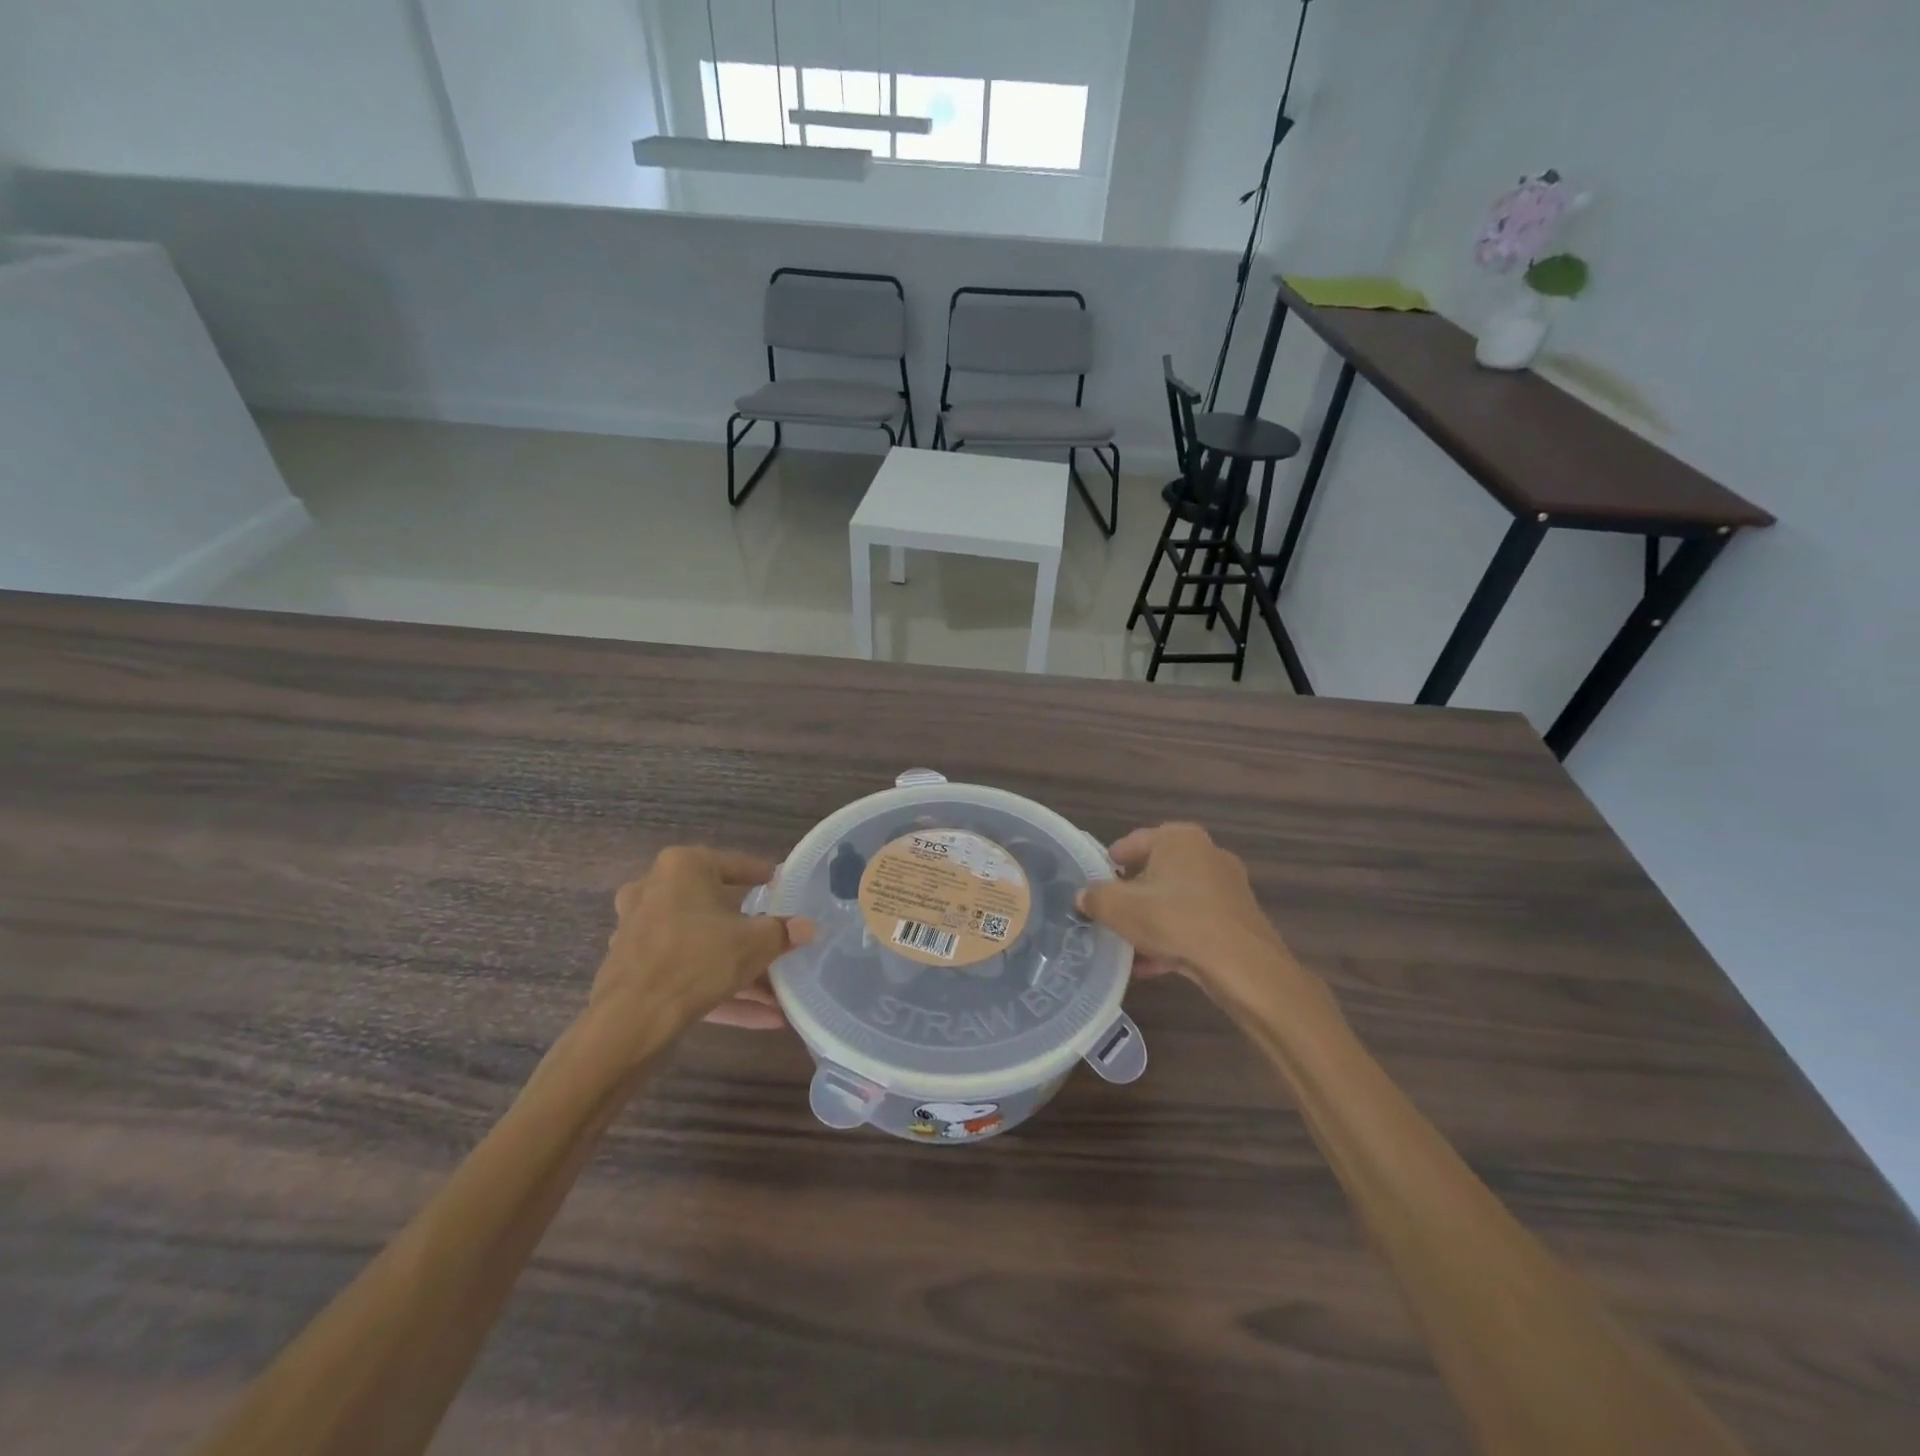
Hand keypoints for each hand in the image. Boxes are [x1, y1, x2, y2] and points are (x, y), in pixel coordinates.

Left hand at [593, 847, 812, 1051]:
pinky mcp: (635, 971)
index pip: (736, 865)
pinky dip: (720, 989)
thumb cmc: (696, 960)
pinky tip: (761, 1018)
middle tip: (779, 939)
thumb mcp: (754, 943)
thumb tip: (807, 927)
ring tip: (778, 994)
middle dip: (751, 933)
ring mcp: (640, 932)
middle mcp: (655, 891)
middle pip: (716, 908)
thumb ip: (783, 932)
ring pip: (702, 945)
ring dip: (739, 969)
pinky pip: (687, 973)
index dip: (765, 878)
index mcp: (682, 868)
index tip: (785, 888)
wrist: (630, 1023)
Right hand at [1077, 824, 1318, 1011]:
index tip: (1094, 885)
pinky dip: (1173, 936)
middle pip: (1155, 870)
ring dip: (1151, 918)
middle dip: (1131, 894)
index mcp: (1178, 838)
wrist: (1242, 965)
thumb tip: (1083, 896)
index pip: (1132, 843)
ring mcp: (1227, 885)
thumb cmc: (1175, 920)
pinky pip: (1194, 921)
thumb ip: (1095, 898)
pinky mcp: (1237, 917)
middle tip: (1109, 914)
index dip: (1108, 864)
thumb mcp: (1119, 908)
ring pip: (1175, 899)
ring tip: (1127, 943)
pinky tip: (1151, 965)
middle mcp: (1206, 852)